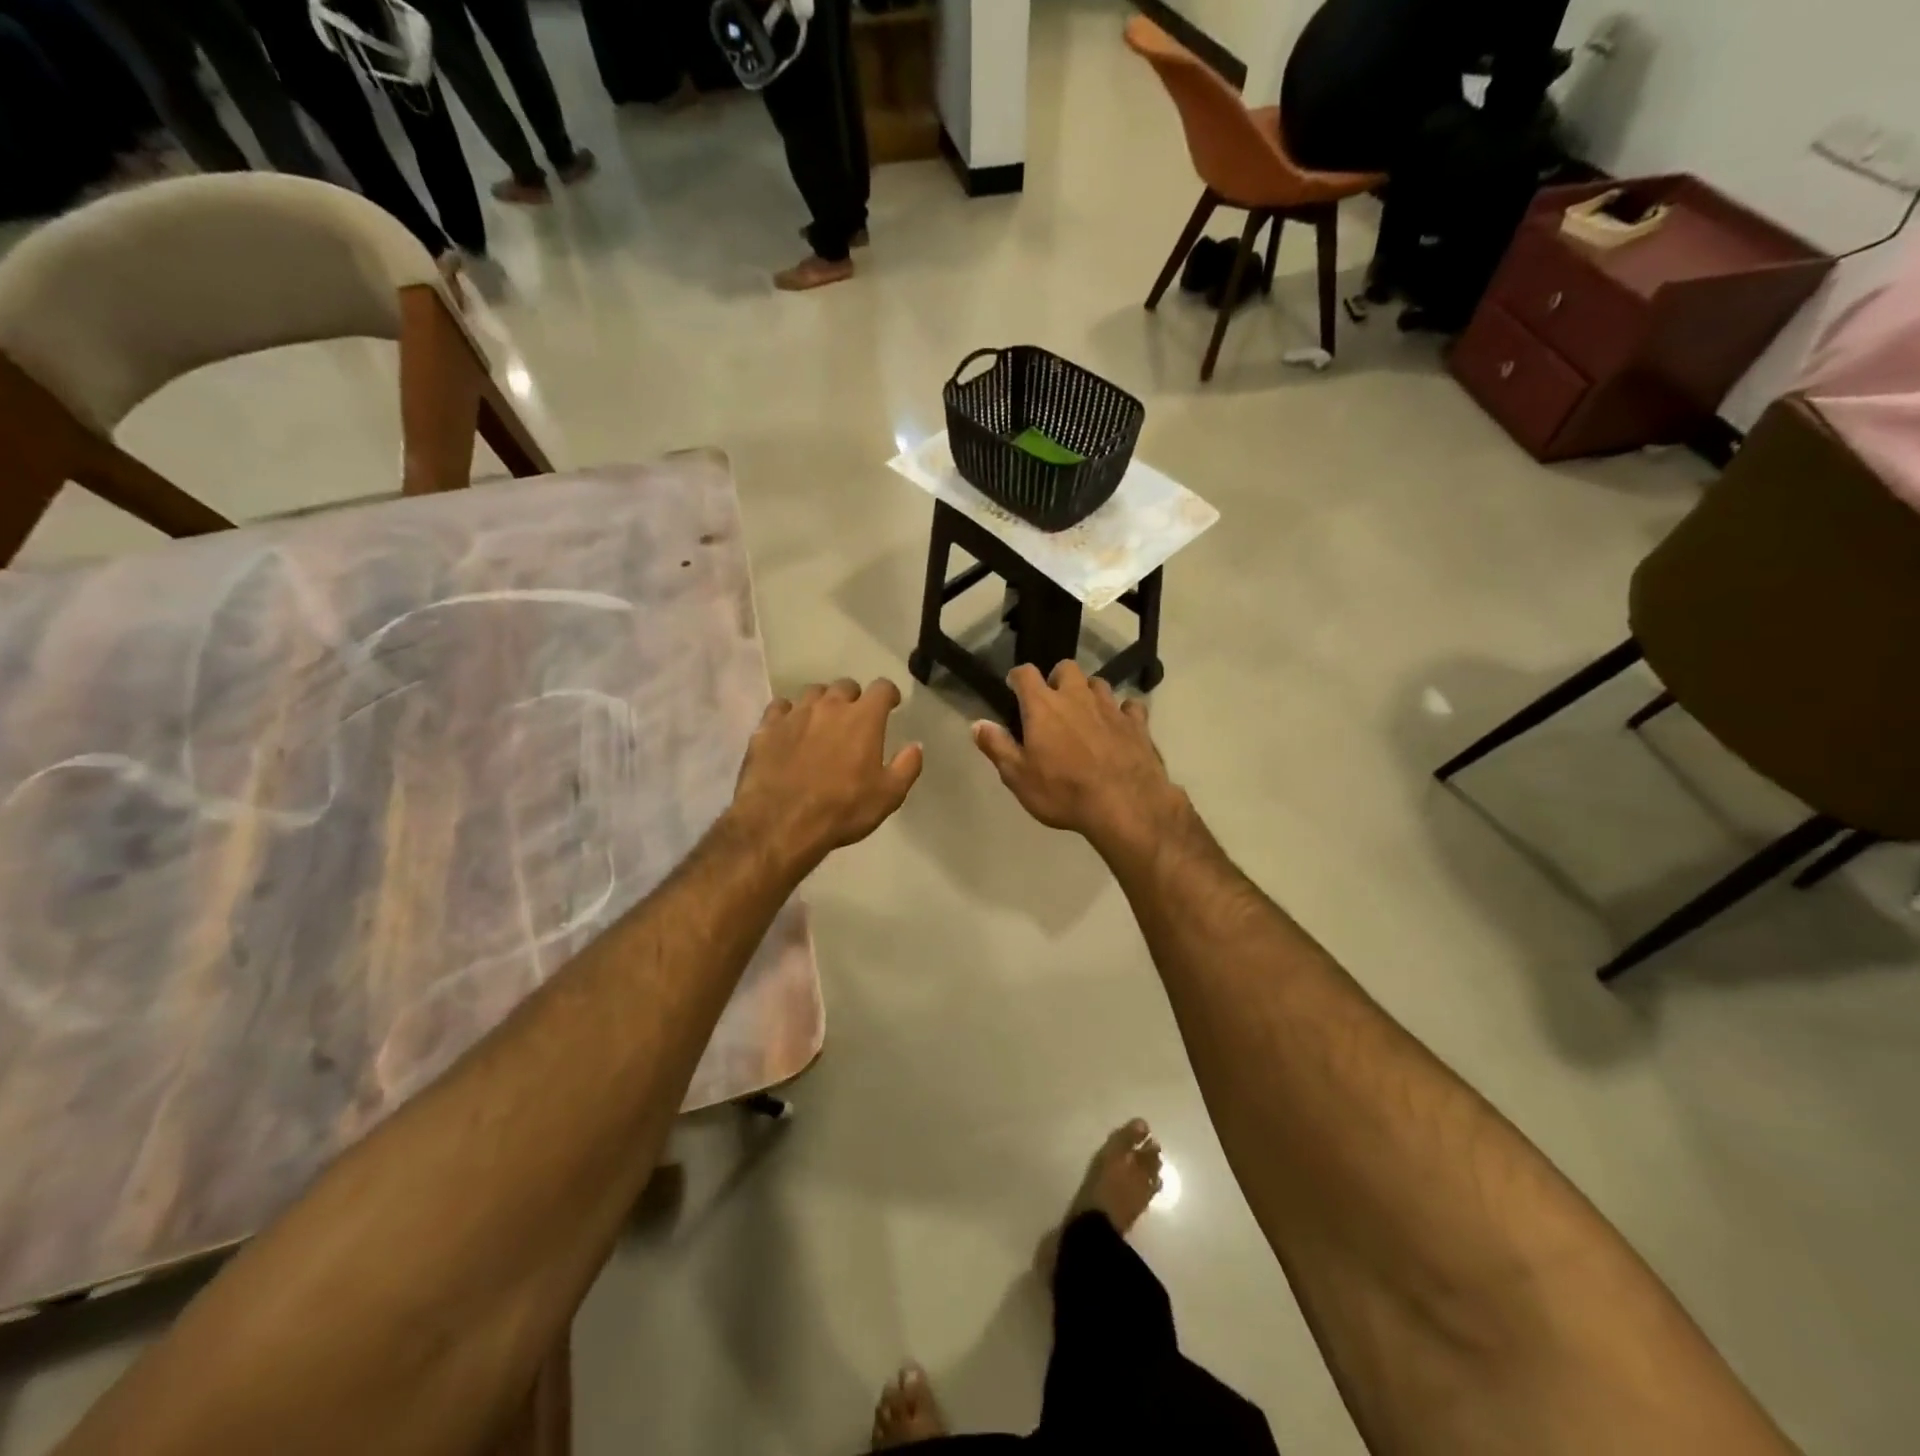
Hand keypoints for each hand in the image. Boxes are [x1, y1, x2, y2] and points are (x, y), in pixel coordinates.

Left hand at [730, 678, 922, 866]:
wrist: (780, 824)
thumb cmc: (842, 809)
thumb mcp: (888, 795)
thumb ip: (907, 766)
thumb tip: (915, 746)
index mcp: (863, 718)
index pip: (881, 688)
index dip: (888, 694)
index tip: (891, 705)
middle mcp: (829, 706)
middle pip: (845, 686)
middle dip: (854, 698)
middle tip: (855, 718)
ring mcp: (795, 714)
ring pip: (812, 693)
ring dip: (822, 703)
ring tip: (822, 722)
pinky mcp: (766, 728)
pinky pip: (780, 708)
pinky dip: (789, 714)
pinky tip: (789, 729)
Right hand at [972, 663, 1187, 858]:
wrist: (1125, 805)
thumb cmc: (1063, 792)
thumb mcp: (1018, 776)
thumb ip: (997, 746)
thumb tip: (977, 723)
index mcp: (1043, 706)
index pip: (1025, 674)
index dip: (1017, 677)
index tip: (1013, 688)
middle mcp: (1077, 696)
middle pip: (1066, 668)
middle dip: (1057, 678)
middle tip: (1053, 701)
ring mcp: (1110, 707)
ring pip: (1098, 683)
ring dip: (1089, 693)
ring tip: (1085, 714)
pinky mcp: (1137, 723)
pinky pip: (1129, 706)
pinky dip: (1122, 712)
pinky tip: (1119, 727)